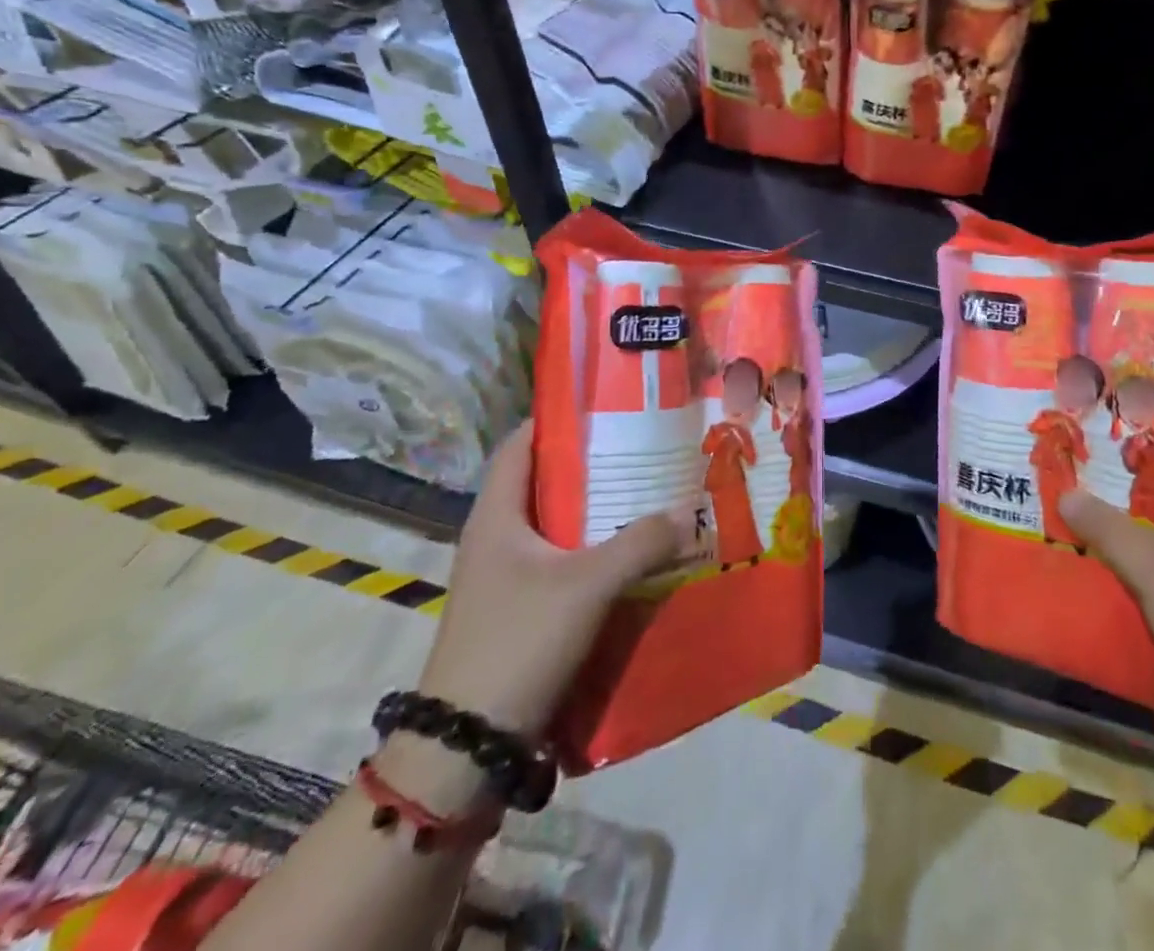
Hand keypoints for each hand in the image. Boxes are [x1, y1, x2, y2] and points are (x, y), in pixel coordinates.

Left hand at [416, 419, 693, 739]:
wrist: (466, 748)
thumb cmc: (518, 643)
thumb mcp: (587, 585)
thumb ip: (640, 543)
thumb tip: (687, 513)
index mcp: (496, 515)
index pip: (521, 444)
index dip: (558, 418)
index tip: (608, 406)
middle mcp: (497, 537)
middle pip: (547, 481)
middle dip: (594, 464)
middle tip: (646, 448)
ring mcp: (508, 577)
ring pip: (559, 525)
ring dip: (600, 511)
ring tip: (650, 494)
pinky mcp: (521, 610)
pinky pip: (565, 562)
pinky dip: (597, 551)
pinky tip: (637, 554)